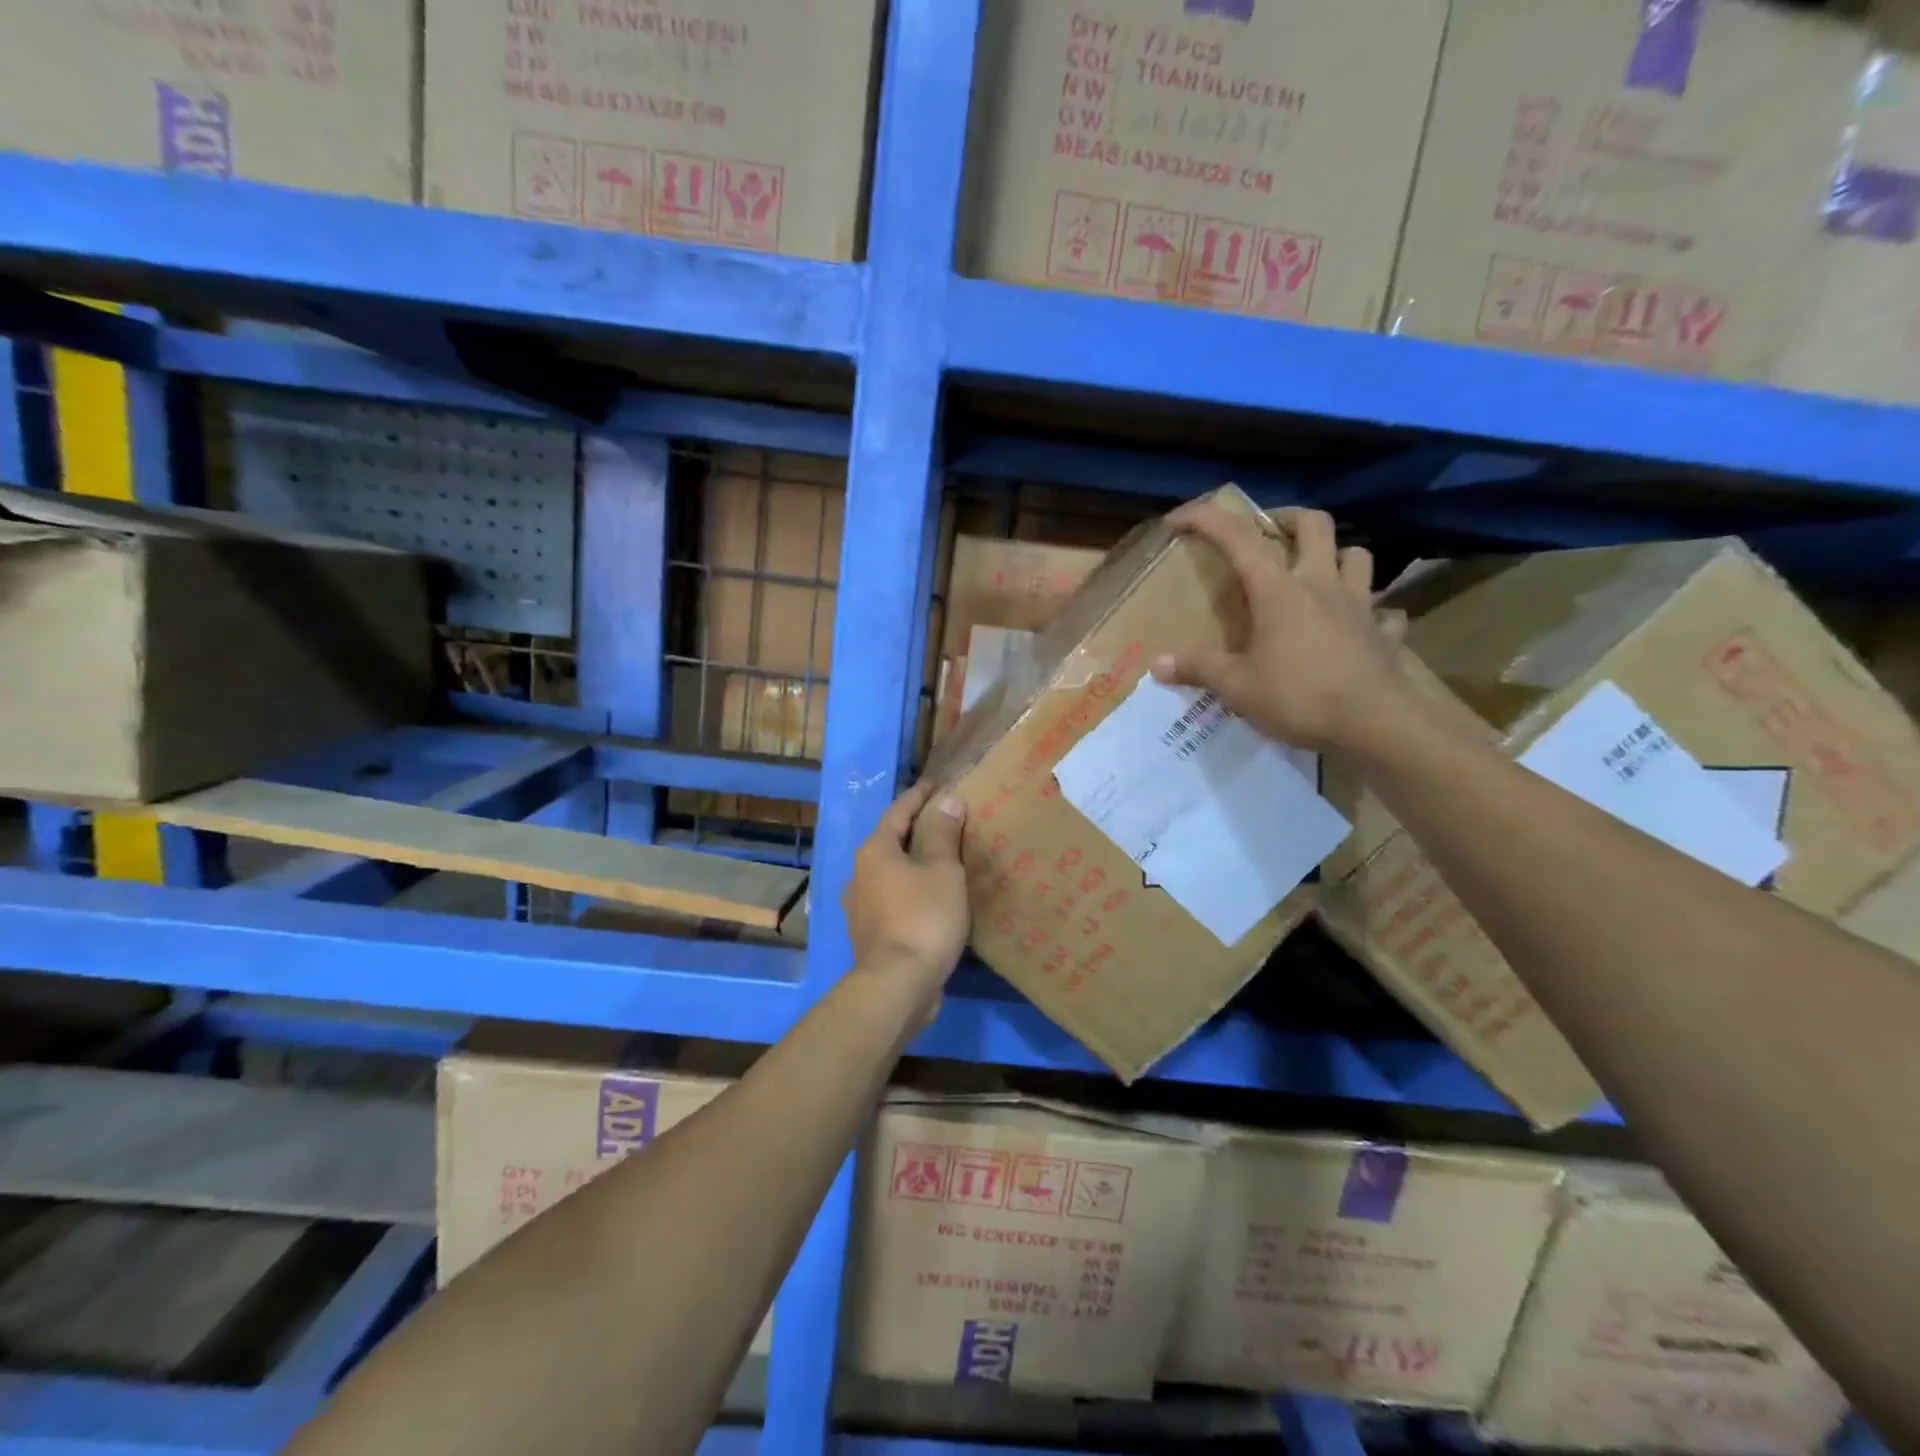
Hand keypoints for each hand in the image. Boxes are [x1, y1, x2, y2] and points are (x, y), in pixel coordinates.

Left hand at [842, 782, 969, 1011]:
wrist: (897, 986)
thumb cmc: (923, 919)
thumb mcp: (943, 872)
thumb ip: (944, 835)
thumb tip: (947, 800)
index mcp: (875, 852)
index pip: (898, 812)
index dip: (919, 797)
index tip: (936, 785)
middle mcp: (860, 874)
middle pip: (889, 841)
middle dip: (914, 829)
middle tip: (942, 820)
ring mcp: (860, 906)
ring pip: (889, 872)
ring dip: (911, 862)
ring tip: (938, 859)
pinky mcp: (869, 933)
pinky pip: (892, 898)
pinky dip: (909, 890)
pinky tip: (927, 898)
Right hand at [1152, 503, 1409, 752]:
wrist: (1374, 724)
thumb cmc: (1299, 697)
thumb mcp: (1236, 687)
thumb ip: (1198, 669)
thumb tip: (1157, 665)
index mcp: (1279, 590)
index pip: (1239, 538)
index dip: (1206, 520)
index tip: (1179, 519)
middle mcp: (1321, 585)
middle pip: (1314, 523)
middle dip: (1288, 518)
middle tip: (1269, 532)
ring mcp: (1360, 606)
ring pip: (1357, 555)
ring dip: (1336, 555)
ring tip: (1316, 574)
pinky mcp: (1385, 633)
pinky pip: (1383, 611)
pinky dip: (1370, 612)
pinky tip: (1357, 627)